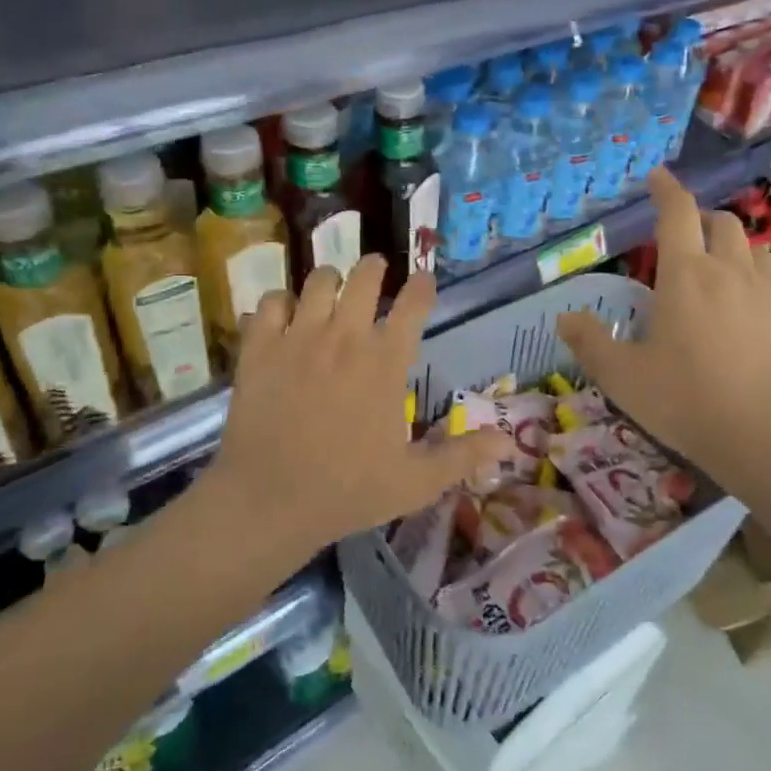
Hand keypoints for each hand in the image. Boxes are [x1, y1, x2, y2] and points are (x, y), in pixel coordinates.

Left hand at [205, 257, 504, 566]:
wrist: (269, 501)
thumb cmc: (348, 491)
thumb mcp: (416, 482)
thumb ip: (463, 456)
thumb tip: (510, 444)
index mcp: (385, 362)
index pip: (413, 305)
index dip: (422, 286)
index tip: (424, 280)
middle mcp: (344, 337)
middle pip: (364, 277)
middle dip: (374, 268)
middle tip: (376, 271)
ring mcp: (298, 338)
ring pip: (318, 281)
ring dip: (329, 281)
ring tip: (331, 290)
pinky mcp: (259, 348)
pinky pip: (269, 303)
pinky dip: (278, 303)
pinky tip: (282, 316)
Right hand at [557, 169, 770, 485]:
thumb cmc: (688, 402)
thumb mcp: (624, 378)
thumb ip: (591, 343)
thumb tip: (565, 318)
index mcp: (686, 276)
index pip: (677, 213)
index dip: (666, 189)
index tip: (658, 175)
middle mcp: (731, 272)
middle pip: (722, 223)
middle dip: (702, 219)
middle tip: (685, 235)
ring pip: (755, 250)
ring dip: (733, 248)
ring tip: (718, 270)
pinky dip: (757, 285)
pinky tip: (749, 316)